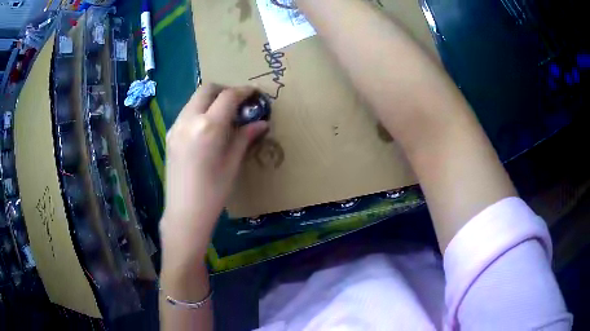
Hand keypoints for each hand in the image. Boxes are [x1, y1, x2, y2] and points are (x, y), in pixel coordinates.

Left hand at [160, 84, 268, 258]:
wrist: (184, 212)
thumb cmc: (213, 192)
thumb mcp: (233, 163)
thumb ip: (245, 137)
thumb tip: (262, 123)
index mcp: (208, 126)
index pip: (228, 97)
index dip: (244, 91)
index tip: (255, 93)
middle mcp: (189, 120)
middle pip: (207, 89)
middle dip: (225, 90)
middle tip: (238, 102)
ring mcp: (176, 126)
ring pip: (194, 99)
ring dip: (211, 99)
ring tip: (224, 115)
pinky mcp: (170, 134)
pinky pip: (187, 112)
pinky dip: (200, 110)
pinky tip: (208, 127)